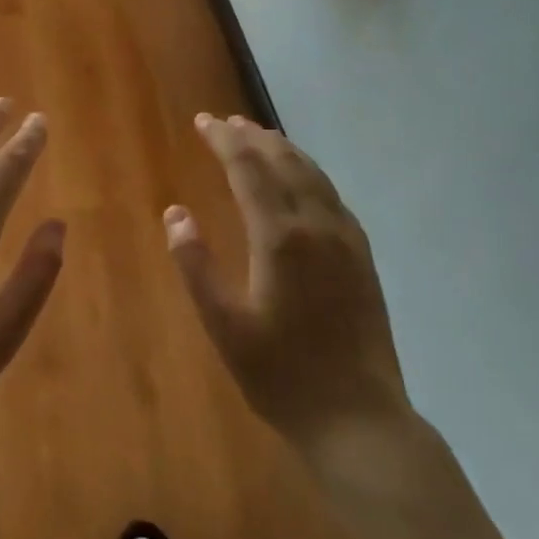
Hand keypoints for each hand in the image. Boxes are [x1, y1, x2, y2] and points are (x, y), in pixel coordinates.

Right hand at [165, 114, 415, 467]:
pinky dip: (310, 174)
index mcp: (281, 237)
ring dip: (283, 150)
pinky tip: (302, 181)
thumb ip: (196, 265)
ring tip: (260, 136)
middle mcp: (318, 226)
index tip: (203, 121)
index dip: (224, 141)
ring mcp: (347, 240)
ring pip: (313, 175)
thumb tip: (175, 213)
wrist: (358, 417)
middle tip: (226, 121)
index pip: (248, 169)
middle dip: (252, 137)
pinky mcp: (363, 258)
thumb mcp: (224, 325)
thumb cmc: (281, 374)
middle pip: (284, 163)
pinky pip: (333, 197)